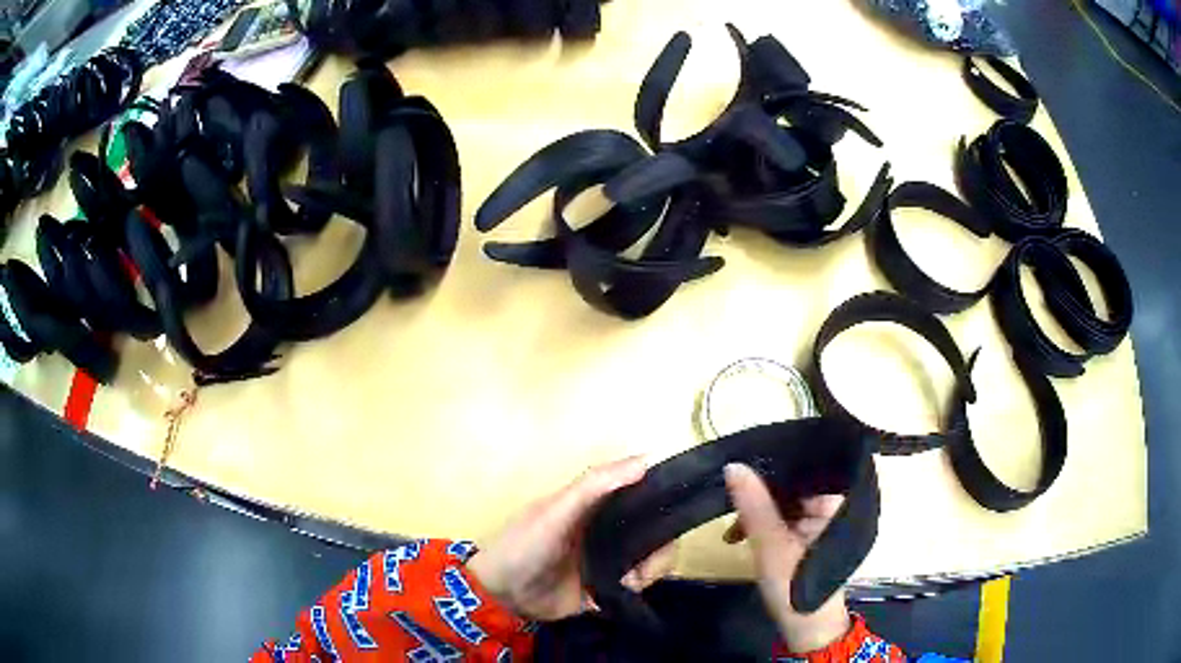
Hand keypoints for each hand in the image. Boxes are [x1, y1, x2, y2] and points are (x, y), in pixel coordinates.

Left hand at [468, 456, 676, 621]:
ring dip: (651, 568)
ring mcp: (609, 559)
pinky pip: (638, 584)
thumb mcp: (557, 510)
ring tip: (631, 579)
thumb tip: (647, 460)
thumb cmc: (525, 544)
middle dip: (662, 544)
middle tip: (650, 560)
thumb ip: (595, 485)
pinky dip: (638, 587)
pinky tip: (624, 589)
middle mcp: (608, 529)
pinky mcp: (607, 587)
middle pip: (655, 529)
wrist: (503, 595)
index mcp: (597, 504)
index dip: (664, 496)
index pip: (643, 493)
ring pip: (652, 558)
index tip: (680, 508)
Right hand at [723, 463, 850, 653]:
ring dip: (757, 516)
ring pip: (784, 508)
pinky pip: (782, 524)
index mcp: (835, 504)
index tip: (740, 476)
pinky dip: (763, 529)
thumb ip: (754, 505)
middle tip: (730, 510)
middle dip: (759, 499)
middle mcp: (831, 509)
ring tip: (732, 532)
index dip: (771, 473)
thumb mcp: (771, 544)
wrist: (806, 630)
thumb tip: (734, 465)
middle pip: (791, 491)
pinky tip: (742, 537)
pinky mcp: (807, 541)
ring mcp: (819, 526)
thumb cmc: (795, 586)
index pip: (802, 473)